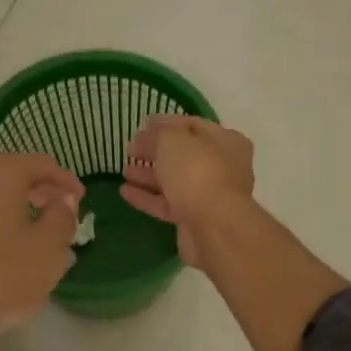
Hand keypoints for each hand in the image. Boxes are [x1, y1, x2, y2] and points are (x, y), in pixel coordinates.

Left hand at [0, 153, 83, 349]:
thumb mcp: (47, 251)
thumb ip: (62, 217)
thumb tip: (62, 200)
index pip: (40, 164)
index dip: (65, 181)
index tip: (80, 199)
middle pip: (8, 175)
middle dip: (36, 193)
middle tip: (56, 215)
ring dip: (8, 210)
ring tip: (27, 237)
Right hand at [121, 116, 254, 269]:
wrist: (214, 228)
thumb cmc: (197, 172)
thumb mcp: (172, 140)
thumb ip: (155, 134)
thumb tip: (143, 136)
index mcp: (225, 141)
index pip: (193, 125)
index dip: (166, 123)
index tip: (141, 124)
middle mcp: (222, 167)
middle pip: (184, 154)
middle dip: (156, 151)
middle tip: (130, 148)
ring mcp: (209, 195)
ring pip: (175, 181)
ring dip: (149, 174)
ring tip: (124, 169)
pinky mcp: (194, 219)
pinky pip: (168, 204)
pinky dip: (147, 197)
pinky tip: (124, 191)